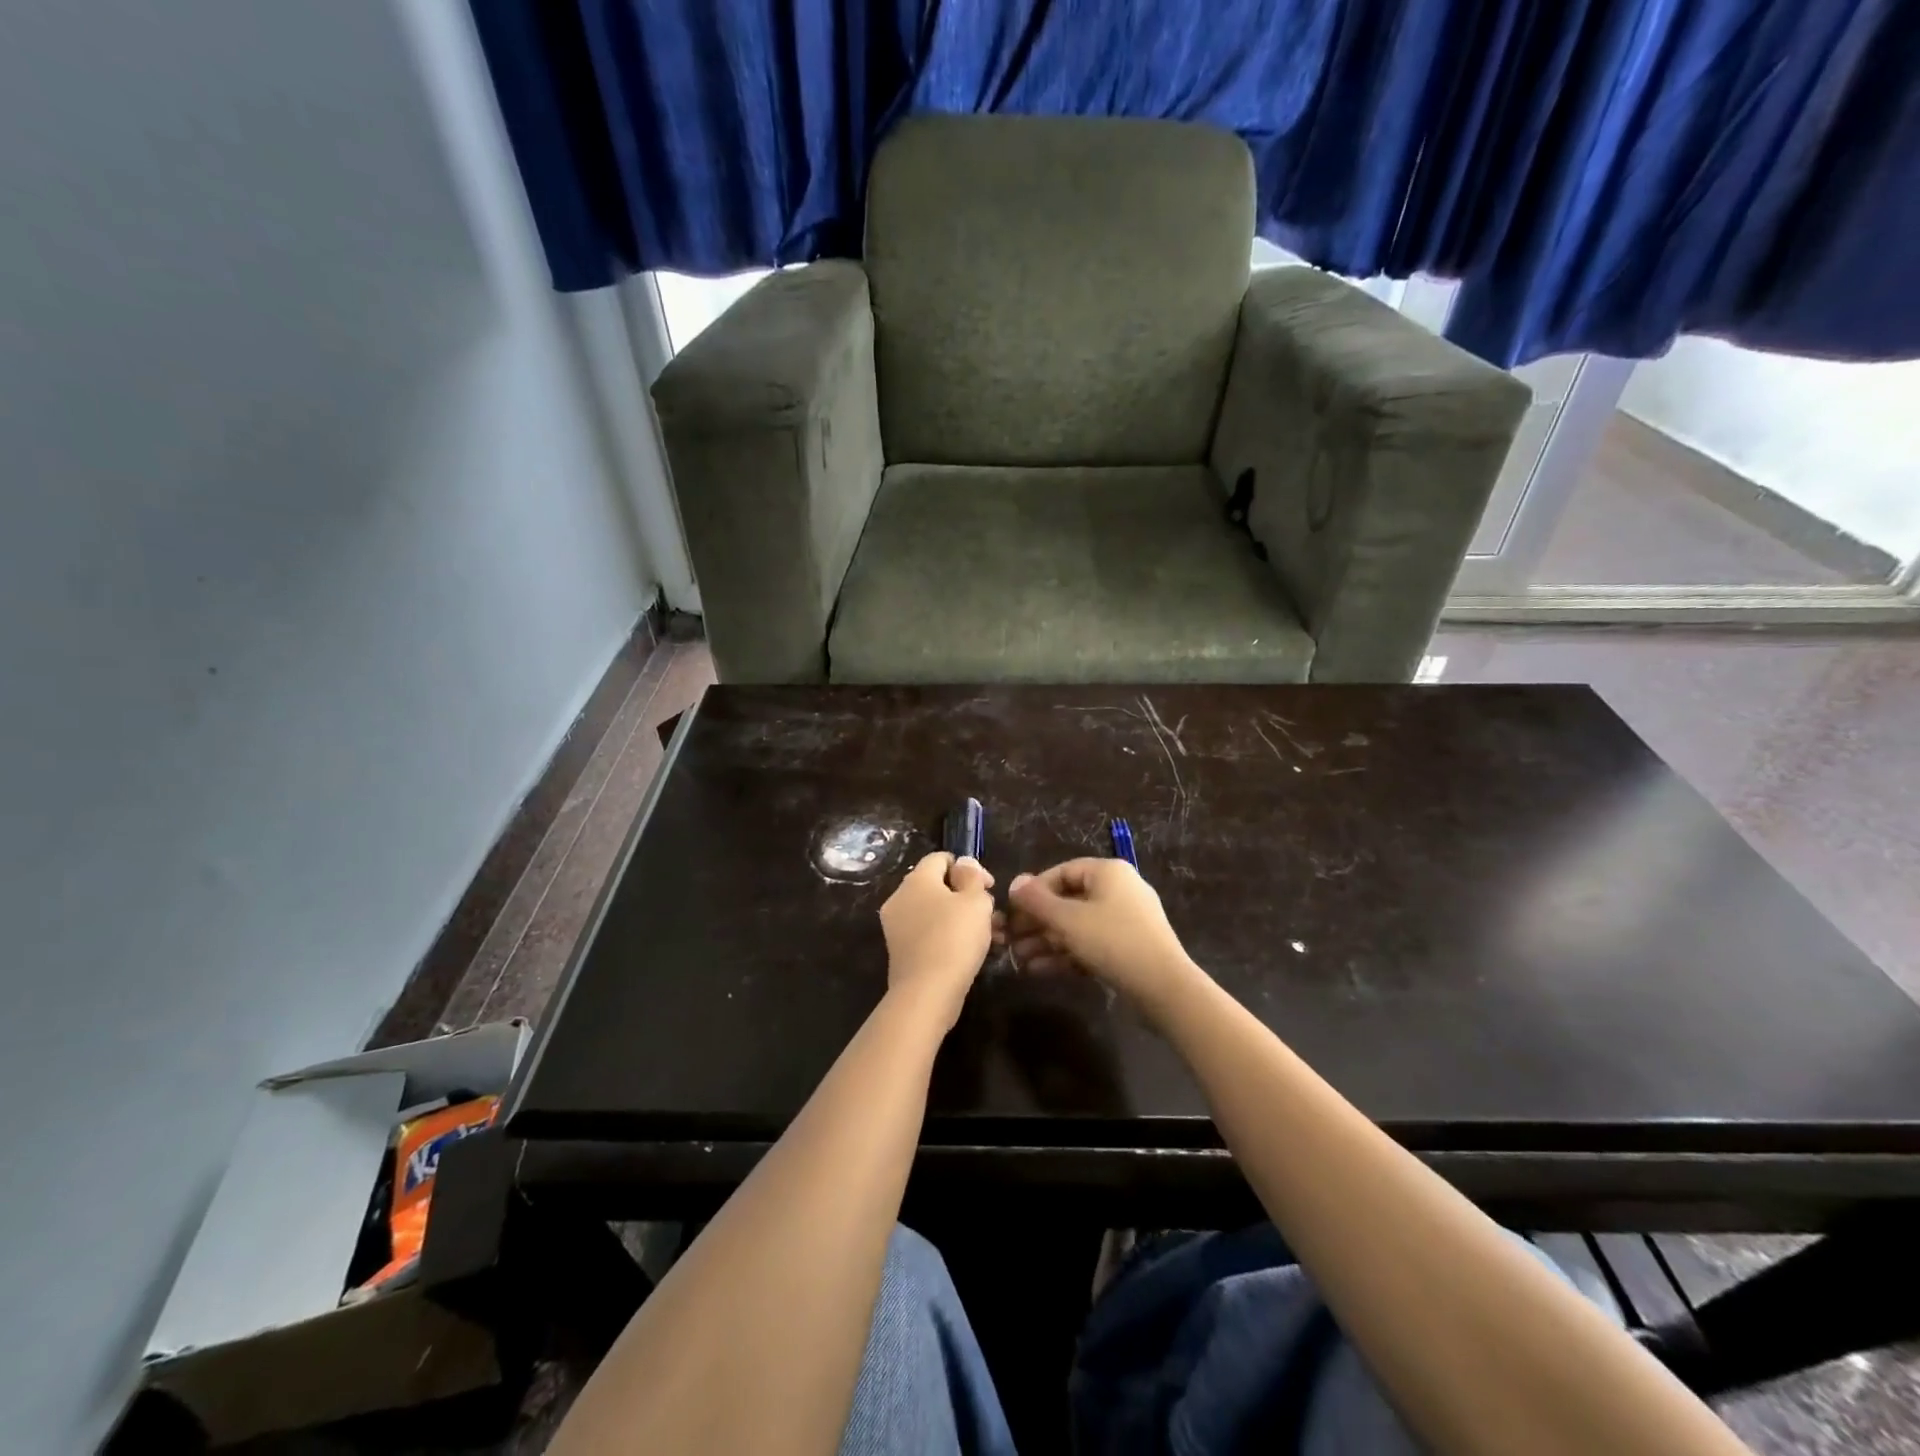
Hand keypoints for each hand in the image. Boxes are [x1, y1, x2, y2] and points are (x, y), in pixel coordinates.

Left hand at [880, 852, 995, 1028]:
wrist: (927, 992)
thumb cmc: (955, 938)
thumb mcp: (975, 901)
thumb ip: (972, 876)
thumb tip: (963, 864)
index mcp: (916, 879)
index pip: (941, 858)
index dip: (967, 867)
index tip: (988, 886)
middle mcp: (900, 897)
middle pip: (937, 885)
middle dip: (966, 895)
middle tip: (990, 913)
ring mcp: (896, 925)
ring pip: (934, 911)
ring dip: (961, 917)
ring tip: (989, 935)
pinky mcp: (900, 950)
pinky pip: (927, 932)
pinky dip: (947, 935)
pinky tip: (969, 951)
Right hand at [996, 858, 1198, 1009]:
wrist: (1164, 987)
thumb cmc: (1112, 941)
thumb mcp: (1068, 919)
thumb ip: (1037, 900)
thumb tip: (1014, 882)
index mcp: (1107, 872)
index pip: (1061, 873)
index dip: (1033, 891)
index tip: (1012, 913)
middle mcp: (1118, 890)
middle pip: (1068, 900)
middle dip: (1037, 922)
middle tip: (1010, 940)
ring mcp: (1125, 920)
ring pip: (1077, 926)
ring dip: (1046, 941)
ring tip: (1019, 960)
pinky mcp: (1128, 947)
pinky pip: (1090, 943)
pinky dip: (1066, 954)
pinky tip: (1039, 970)